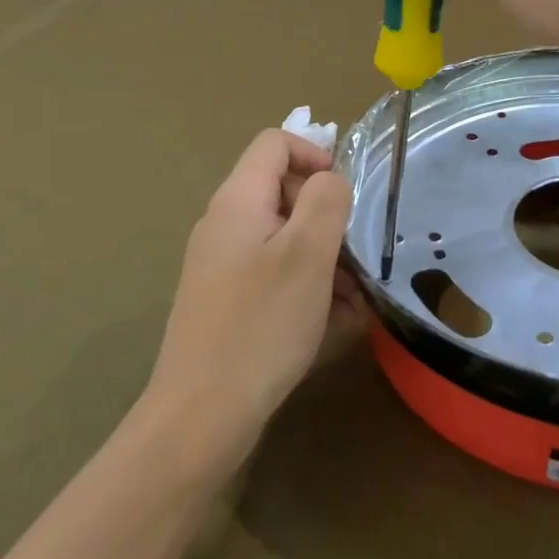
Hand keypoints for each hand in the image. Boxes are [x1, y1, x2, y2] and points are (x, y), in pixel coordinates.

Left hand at [144, 130, 356, 461]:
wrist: (201, 416)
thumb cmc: (261, 325)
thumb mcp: (307, 253)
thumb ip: (326, 199)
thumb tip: (330, 179)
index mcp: (238, 201)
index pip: (276, 142)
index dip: (316, 154)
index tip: (347, 196)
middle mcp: (225, 225)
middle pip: (284, 192)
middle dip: (328, 217)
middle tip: (357, 257)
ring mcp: (224, 266)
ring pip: (286, 239)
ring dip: (326, 259)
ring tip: (355, 300)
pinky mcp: (229, 301)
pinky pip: (276, 276)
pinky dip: (308, 287)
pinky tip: (334, 323)